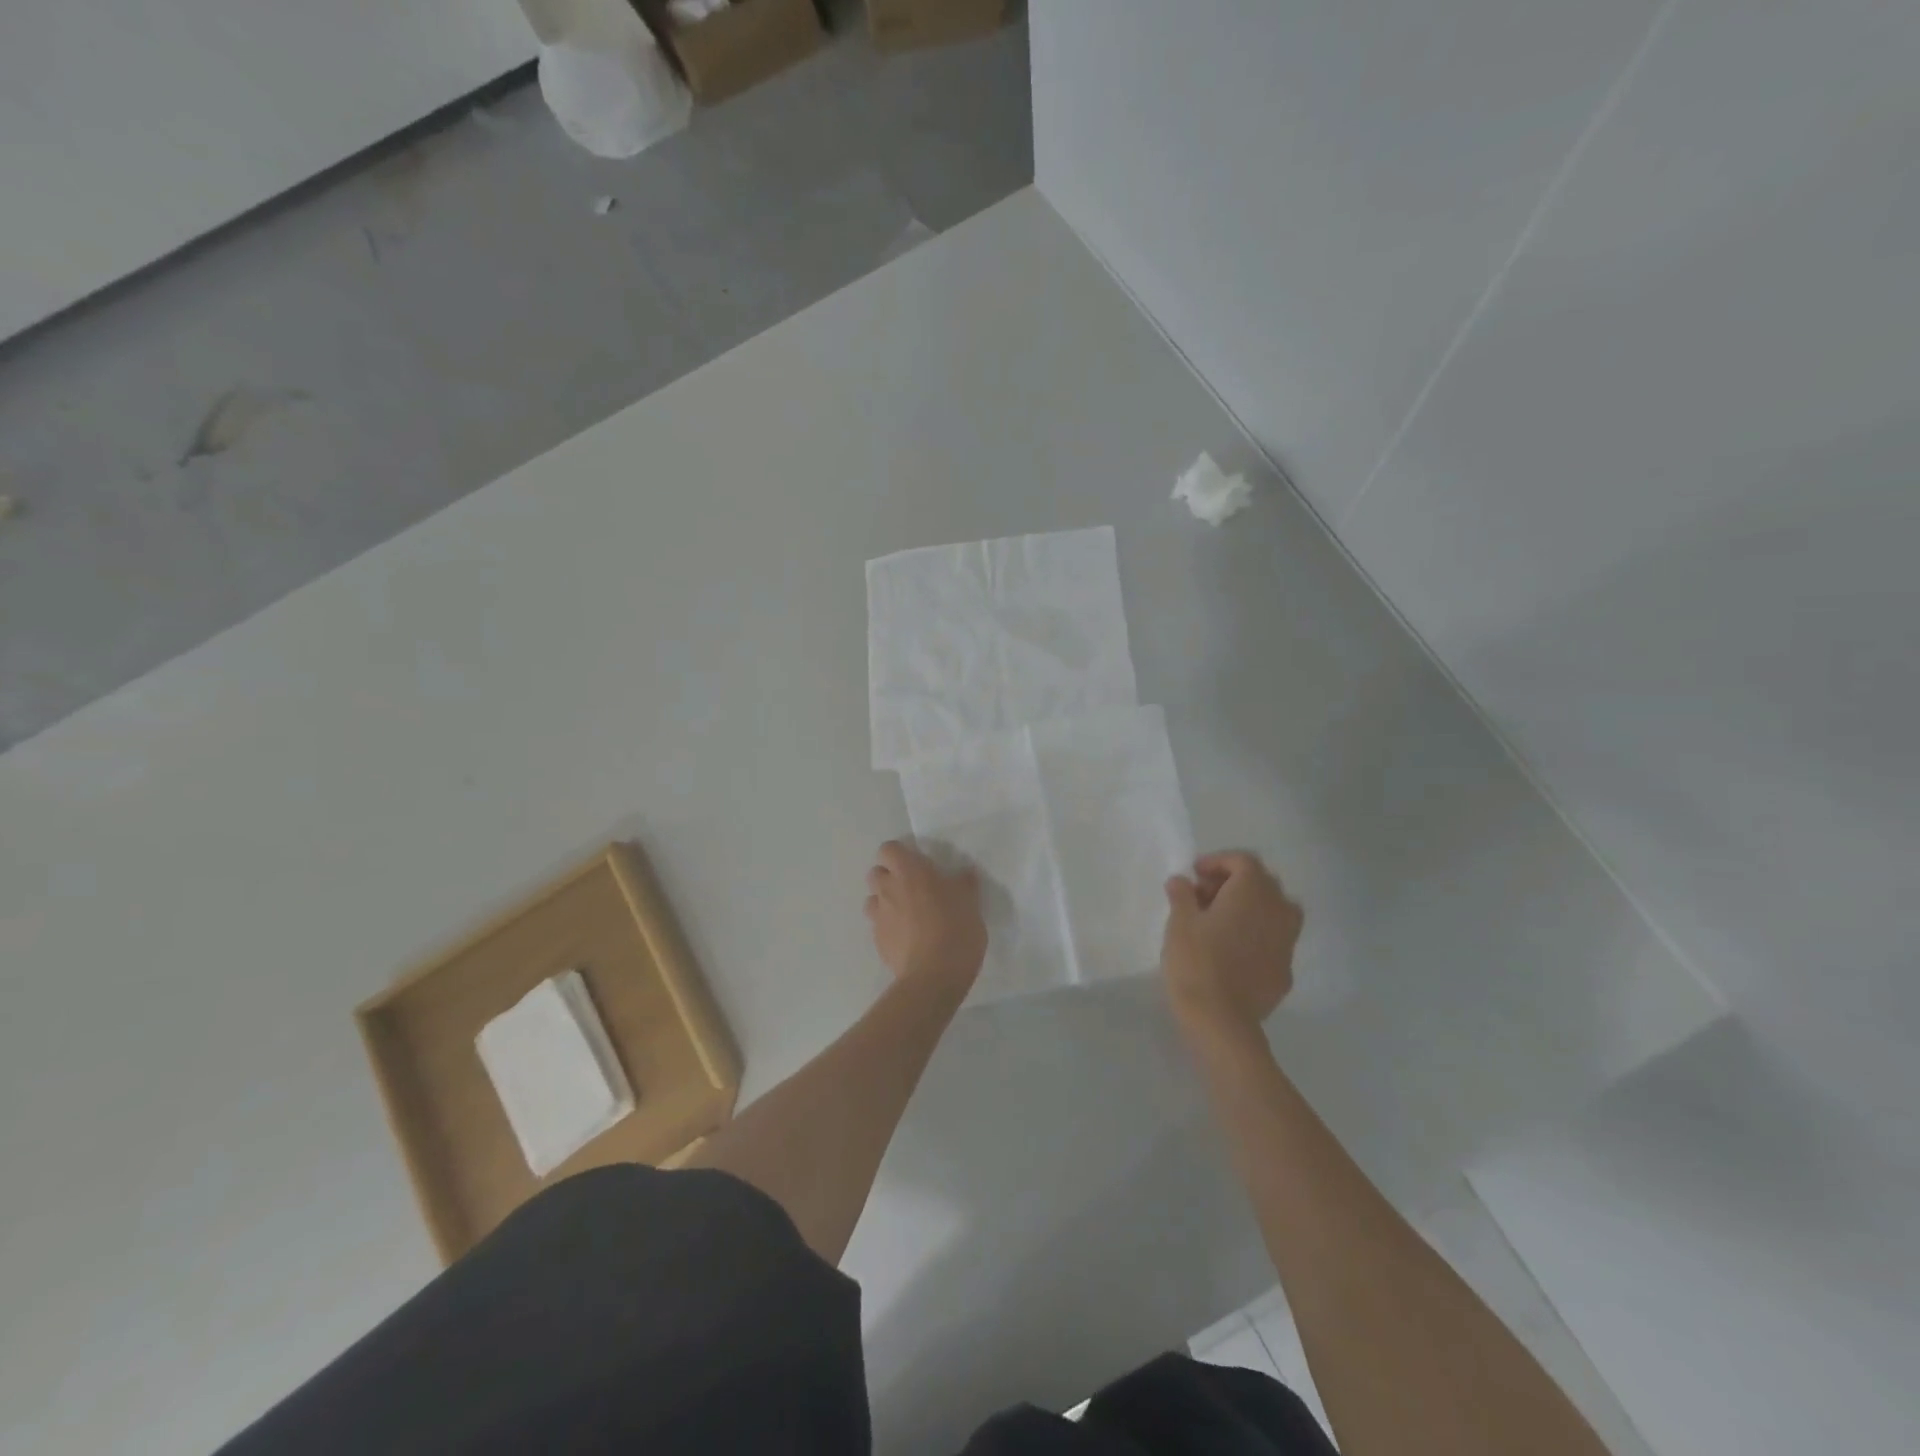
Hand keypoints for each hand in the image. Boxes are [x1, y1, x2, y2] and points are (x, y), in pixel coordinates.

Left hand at [865, 840, 986, 994]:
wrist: (934, 976)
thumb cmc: (955, 929)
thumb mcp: (970, 902)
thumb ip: (964, 884)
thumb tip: (964, 874)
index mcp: (910, 871)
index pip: (888, 849)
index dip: (900, 854)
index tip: (917, 865)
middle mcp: (888, 889)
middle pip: (875, 873)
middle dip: (889, 877)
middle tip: (913, 889)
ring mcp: (879, 916)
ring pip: (872, 900)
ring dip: (885, 902)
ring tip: (907, 915)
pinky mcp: (877, 941)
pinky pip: (878, 926)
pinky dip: (888, 927)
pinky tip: (907, 939)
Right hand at [1161, 851, 1302, 1033]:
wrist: (1220, 1021)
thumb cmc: (1196, 962)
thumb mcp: (1179, 922)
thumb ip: (1182, 895)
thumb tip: (1181, 882)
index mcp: (1252, 892)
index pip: (1243, 861)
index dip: (1217, 862)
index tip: (1194, 875)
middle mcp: (1278, 911)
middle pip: (1262, 883)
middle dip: (1233, 883)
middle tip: (1203, 897)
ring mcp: (1287, 942)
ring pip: (1275, 911)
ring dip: (1250, 908)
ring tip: (1221, 922)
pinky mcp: (1286, 971)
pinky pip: (1274, 940)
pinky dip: (1256, 935)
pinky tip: (1233, 952)